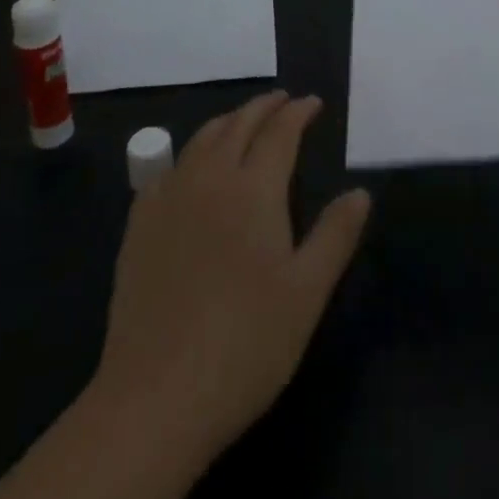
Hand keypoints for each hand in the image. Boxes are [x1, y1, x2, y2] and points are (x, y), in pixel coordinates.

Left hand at [92, 92, 372, 469]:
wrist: (156, 397)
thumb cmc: (246, 344)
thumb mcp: (307, 293)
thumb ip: (335, 235)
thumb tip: (360, 192)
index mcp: (254, 189)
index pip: (280, 132)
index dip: (298, 112)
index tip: (312, 102)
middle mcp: (210, 178)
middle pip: (238, 124)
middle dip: (264, 106)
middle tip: (283, 100)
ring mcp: (169, 199)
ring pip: (201, 140)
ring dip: (228, 122)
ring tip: (243, 122)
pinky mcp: (139, 226)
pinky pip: (167, 170)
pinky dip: (189, 155)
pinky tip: (190, 171)